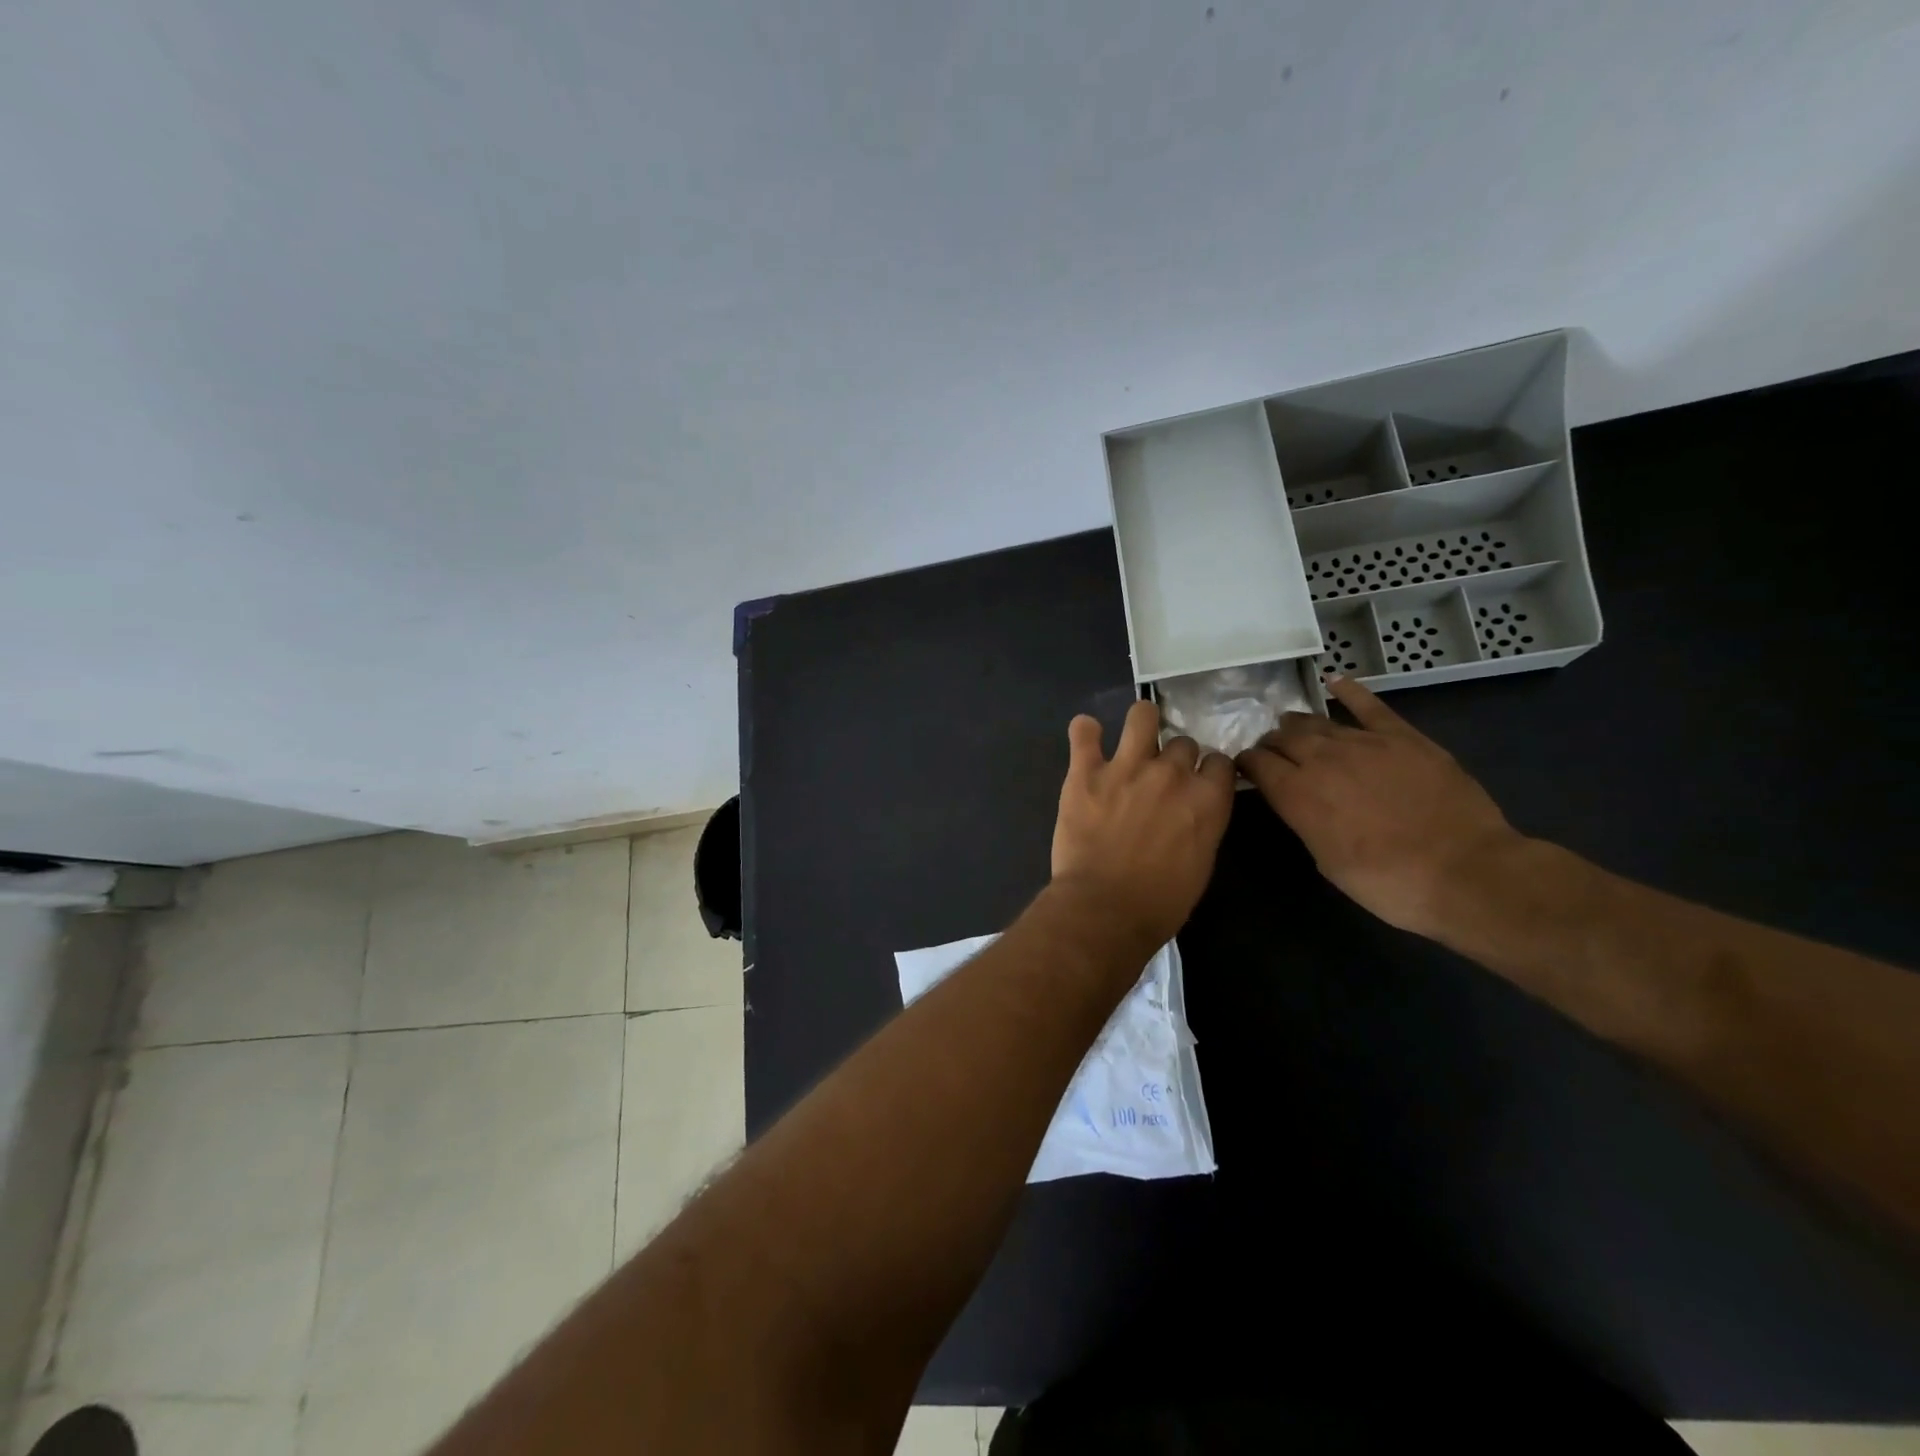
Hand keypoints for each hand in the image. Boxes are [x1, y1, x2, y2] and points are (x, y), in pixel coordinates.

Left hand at [1051, 699, 1235, 946]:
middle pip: (1183, 743)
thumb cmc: (1160, 902)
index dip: (1208, 770)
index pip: (1220, 761)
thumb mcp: (1200, 864)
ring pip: (1142, 715)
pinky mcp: (1085, 771)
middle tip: (1160, 777)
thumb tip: (1194, 809)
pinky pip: (1084, 732)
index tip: (1199, 780)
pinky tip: (1086, 736)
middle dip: (1175, 757)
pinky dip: (1085, 731)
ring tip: (1133, 737)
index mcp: (1207, 799)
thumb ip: (1202, 824)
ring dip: (1141, 722)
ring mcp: (1127, 767)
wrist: (1104, 909)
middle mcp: (1171, 773)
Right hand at [1235, 677, 1523, 937]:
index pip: (1257, 764)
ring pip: (1317, 722)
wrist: (1465, 872)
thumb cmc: (1388, 882)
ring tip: (1291, 725)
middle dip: (1270, 742)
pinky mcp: (1402, 736)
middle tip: (1270, 750)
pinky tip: (1334, 681)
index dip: (1246, 763)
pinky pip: (1368, 705)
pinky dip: (1349, 690)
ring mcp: (1363, 742)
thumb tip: (1296, 801)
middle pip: (1283, 738)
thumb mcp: (1327, 860)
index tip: (1244, 767)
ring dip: (1298, 724)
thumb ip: (1305, 820)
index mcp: (1297, 794)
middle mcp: (1321, 760)